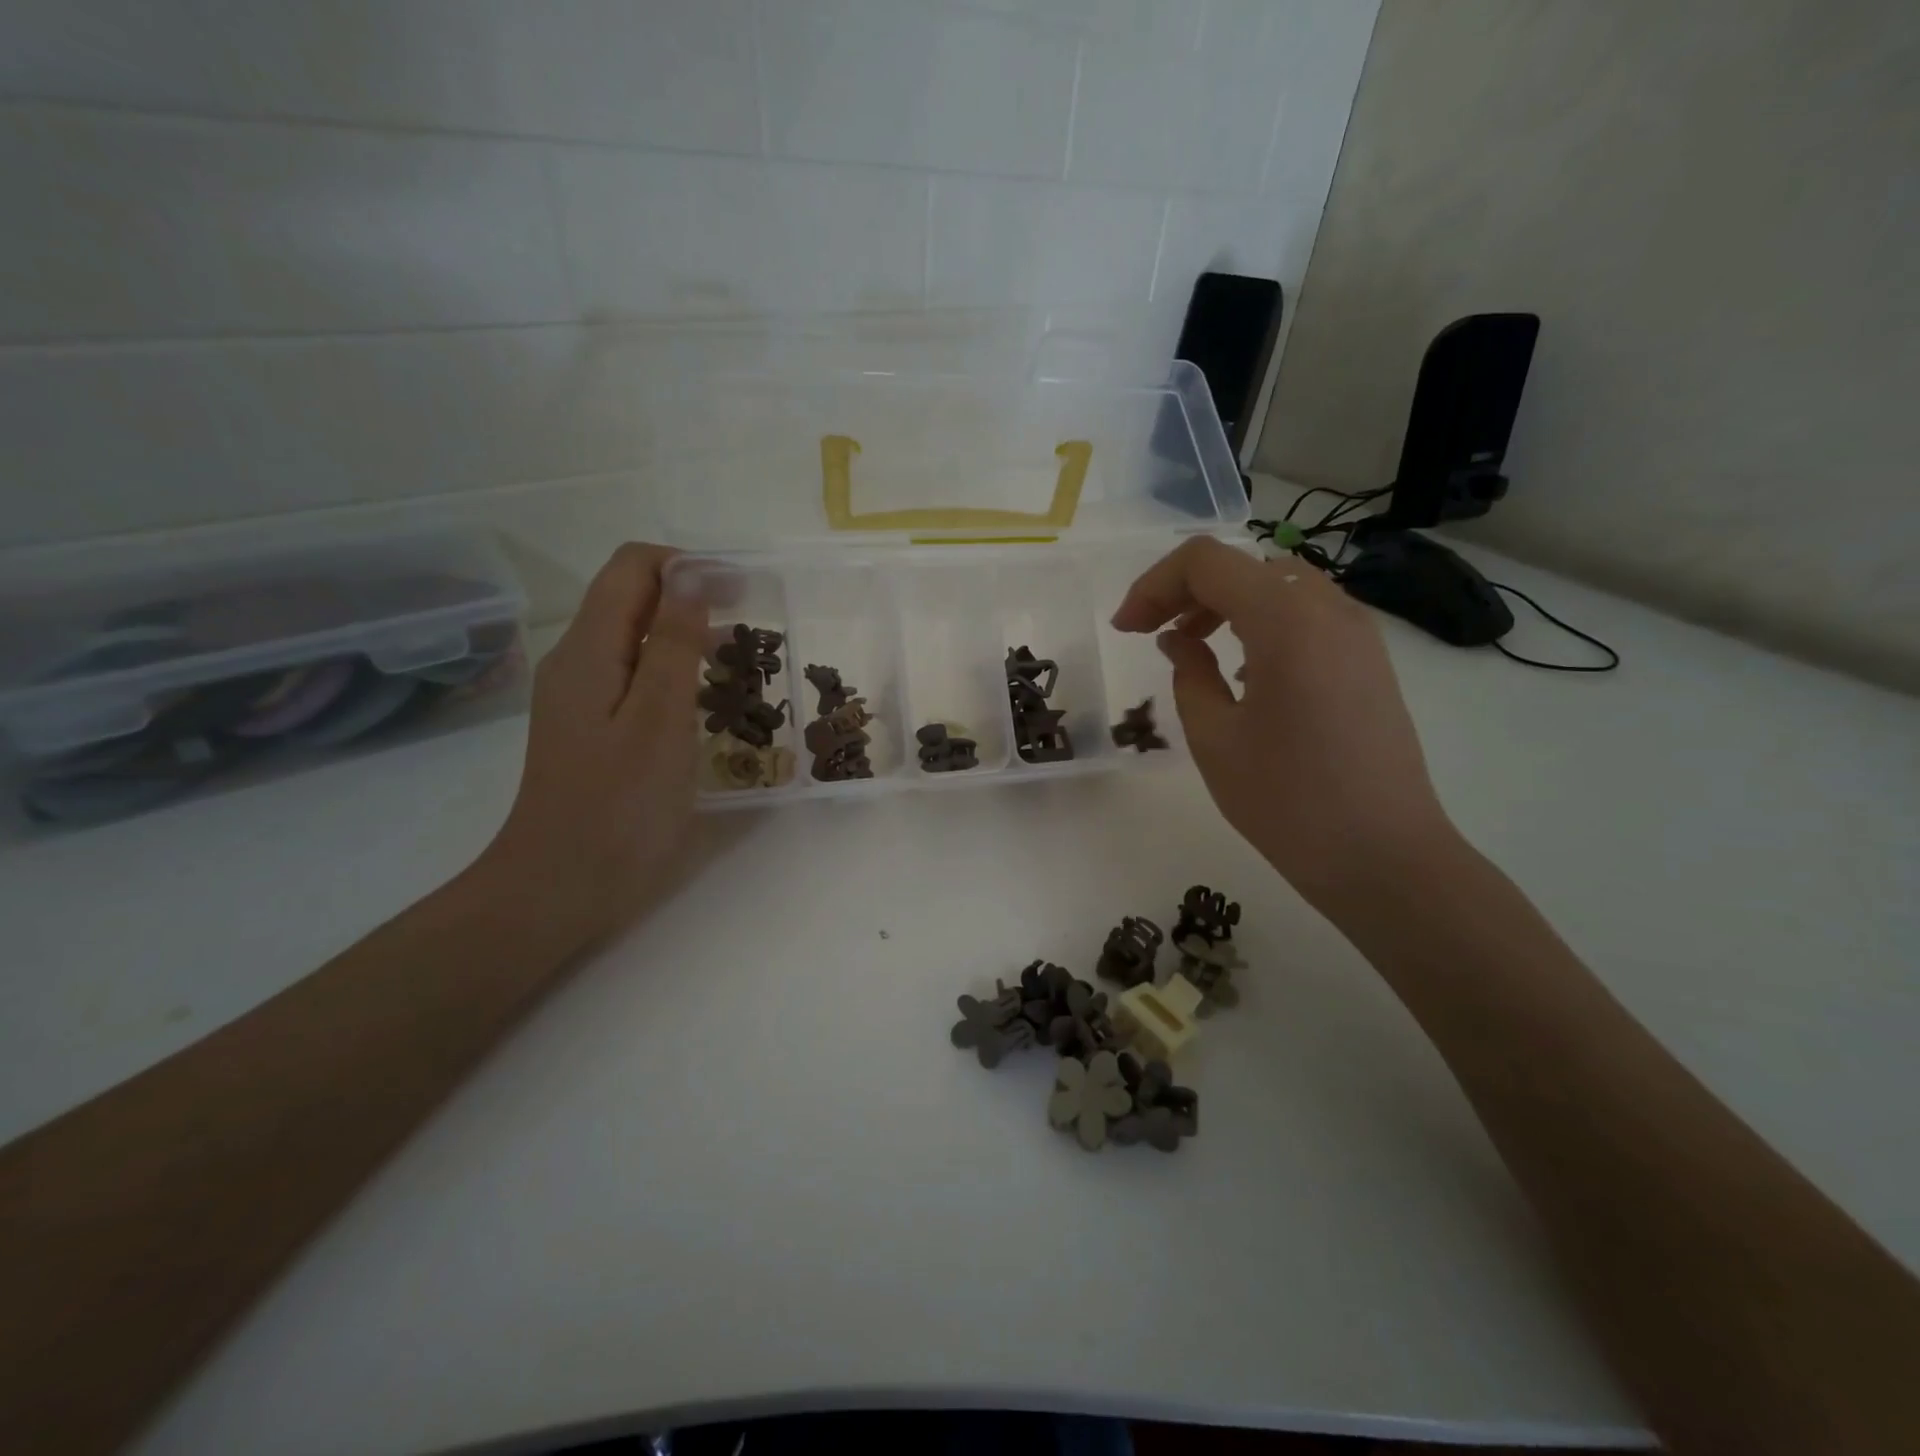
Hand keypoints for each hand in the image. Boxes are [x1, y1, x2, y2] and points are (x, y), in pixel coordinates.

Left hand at [482, 543, 705, 946]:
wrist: (561, 888)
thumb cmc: (618, 808)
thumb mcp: (659, 720)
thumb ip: (674, 643)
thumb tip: (691, 572)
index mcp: (588, 650)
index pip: (632, 568)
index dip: (689, 565)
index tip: (745, 590)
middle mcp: (579, 661)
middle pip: (634, 599)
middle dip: (695, 599)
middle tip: (754, 632)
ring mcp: (583, 697)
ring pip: (638, 639)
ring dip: (689, 636)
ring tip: (742, 664)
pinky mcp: (594, 728)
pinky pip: (637, 677)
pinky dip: (677, 673)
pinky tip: (709, 702)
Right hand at [1112, 535, 1458, 914]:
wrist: (1384, 857)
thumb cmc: (1287, 800)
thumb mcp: (1214, 737)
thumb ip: (1188, 674)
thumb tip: (1180, 641)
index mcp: (1285, 619)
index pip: (1206, 562)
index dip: (1153, 586)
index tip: (1126, 631)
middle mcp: (1328, 609)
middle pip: (1243, 566)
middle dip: (1186, 591)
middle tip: (1151, 635)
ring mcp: (1358, 633)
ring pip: (1278, 586)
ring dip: (1225, 604)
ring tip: (1193, 649)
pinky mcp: (1370, 661)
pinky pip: (1307, 615)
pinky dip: (1262, 623)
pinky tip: (1244, 673)